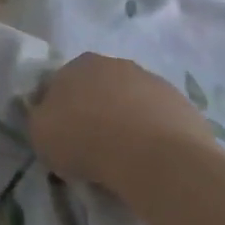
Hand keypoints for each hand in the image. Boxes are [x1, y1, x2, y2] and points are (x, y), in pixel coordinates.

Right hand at [29, 52, 217, 191]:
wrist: (155, 158)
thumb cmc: (86, 140)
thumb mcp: (40, 133)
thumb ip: (41, 119)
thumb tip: (51, 118)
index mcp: (79, 64)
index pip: (59, 83)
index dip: (57, 110)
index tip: (59, 136)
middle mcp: (117, 64)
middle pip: (98, 89)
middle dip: (93, 111)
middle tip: (90, 146)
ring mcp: (154, 82)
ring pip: (131, 103)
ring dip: (125, 122)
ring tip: (123, 159)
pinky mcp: (184, 106)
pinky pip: (158, 122)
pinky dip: (153, 136)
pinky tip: (149, 161)